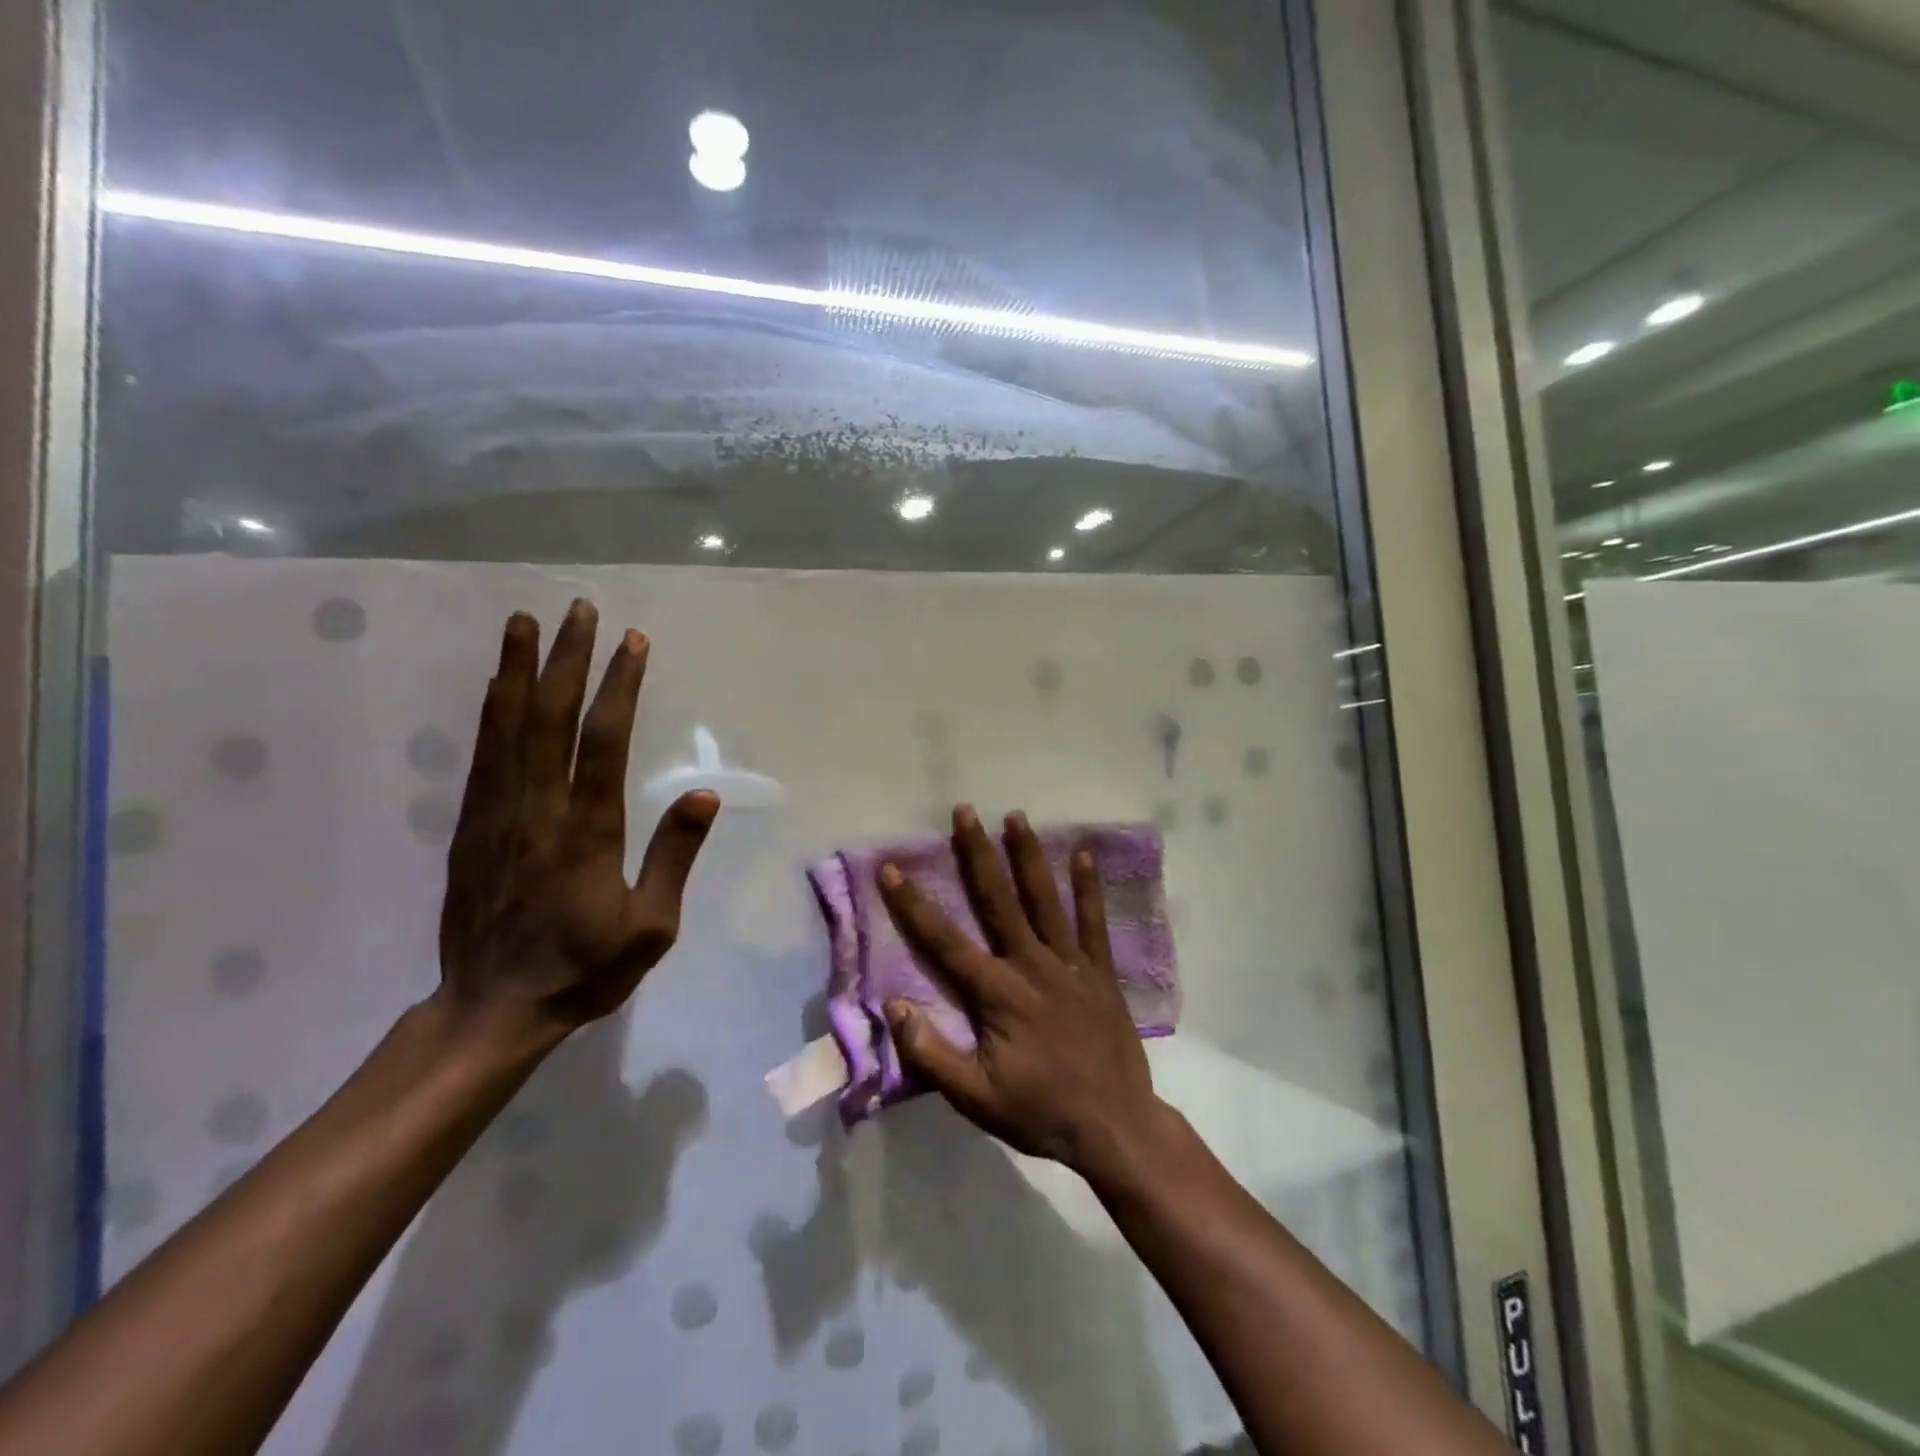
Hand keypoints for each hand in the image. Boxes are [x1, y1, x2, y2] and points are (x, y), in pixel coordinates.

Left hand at [438, 600, 718, 1046]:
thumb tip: (704, 796)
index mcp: (586, 832)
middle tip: (580, 609)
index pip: (603, 742)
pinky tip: (495, 686)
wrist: (493, 1009)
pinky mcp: (470, 827)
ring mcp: (496, 816)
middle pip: (550, 718)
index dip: (618, 687)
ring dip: (517, 670)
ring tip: (523, 622)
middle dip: (567, 658)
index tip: (632, 642)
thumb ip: (674, 857)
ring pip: (506, 728)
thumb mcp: (652, 927)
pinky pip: (482, 756)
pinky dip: (489, 712)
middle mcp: (537, 810)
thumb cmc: (585, 969)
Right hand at [876, 805, 1166, 1179]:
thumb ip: (932, 1053)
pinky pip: (1093, 922)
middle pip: (998, 900)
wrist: (1115, 1125)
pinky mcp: (1100, 971)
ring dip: (1028, 856)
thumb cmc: (1040, 1111)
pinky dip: (1089, 887)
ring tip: (1016, 816)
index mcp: (997, 993)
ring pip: (1044, 900)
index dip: (914, 905)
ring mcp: (1070, 964)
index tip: (892, 868)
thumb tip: (894, 1005)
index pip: (945, 941)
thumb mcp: (975, 1097)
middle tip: (964, 811)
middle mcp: (1031, 965)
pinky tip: (1085, 854)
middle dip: (978, 853)